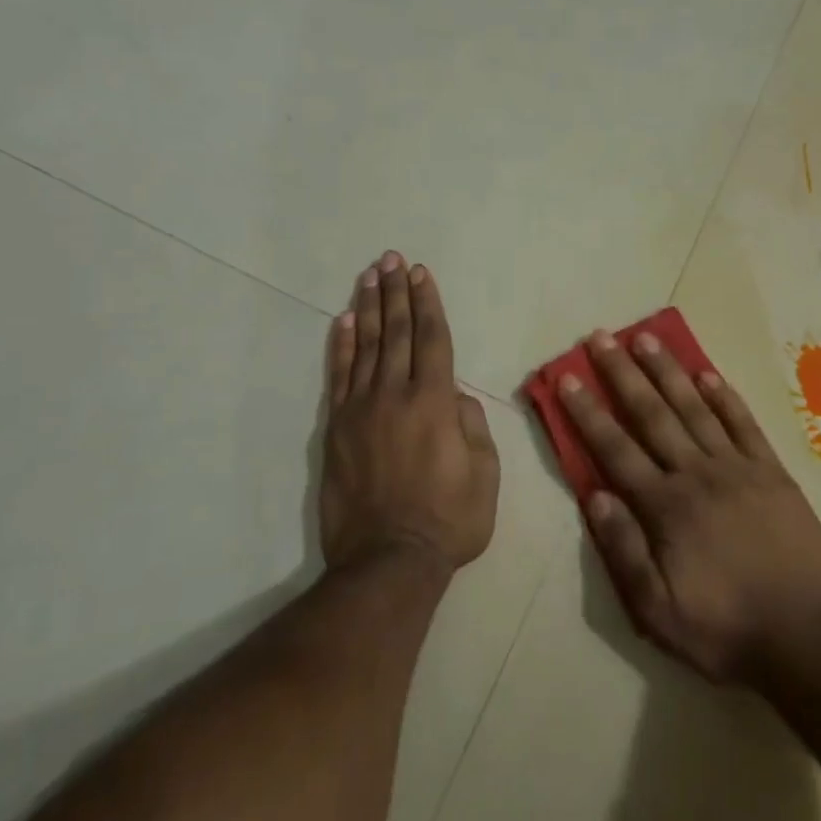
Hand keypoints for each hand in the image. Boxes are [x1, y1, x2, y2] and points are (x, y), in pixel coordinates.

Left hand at [322, 252, 498, 577]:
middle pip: (396, 332)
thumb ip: (472, 426)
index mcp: (435, 402)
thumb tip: (455, 396)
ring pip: (364, 346)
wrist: (386, 561)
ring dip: (367, 307)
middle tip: (391, 259)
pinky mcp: (336, 428)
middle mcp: (395, 395)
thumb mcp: (484, 475)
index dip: (426, 303)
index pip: (432, 338)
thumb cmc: (448, 521)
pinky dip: (340, 346)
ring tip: (368, 275)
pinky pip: (338, 376)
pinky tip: (342, 321)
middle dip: (395, 292)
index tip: (420, 273)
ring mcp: (360, 409)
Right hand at [561, 329, 820, 685]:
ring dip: (667, 371)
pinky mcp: (773, 473)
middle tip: (600, 338)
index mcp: (666, 507)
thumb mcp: (658, 611)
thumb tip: (595, 496)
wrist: (808, 640)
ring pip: (695, 408)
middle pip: (652, 414)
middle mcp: (698, 474)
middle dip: (622, 373)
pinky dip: (724, 396)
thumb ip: (625, 551)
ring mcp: (739, 469)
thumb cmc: (725, 629)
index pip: (615, 448)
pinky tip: (706, 373)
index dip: (588, 411)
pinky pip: (743, 424)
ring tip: (645, 338)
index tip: (568, 376)